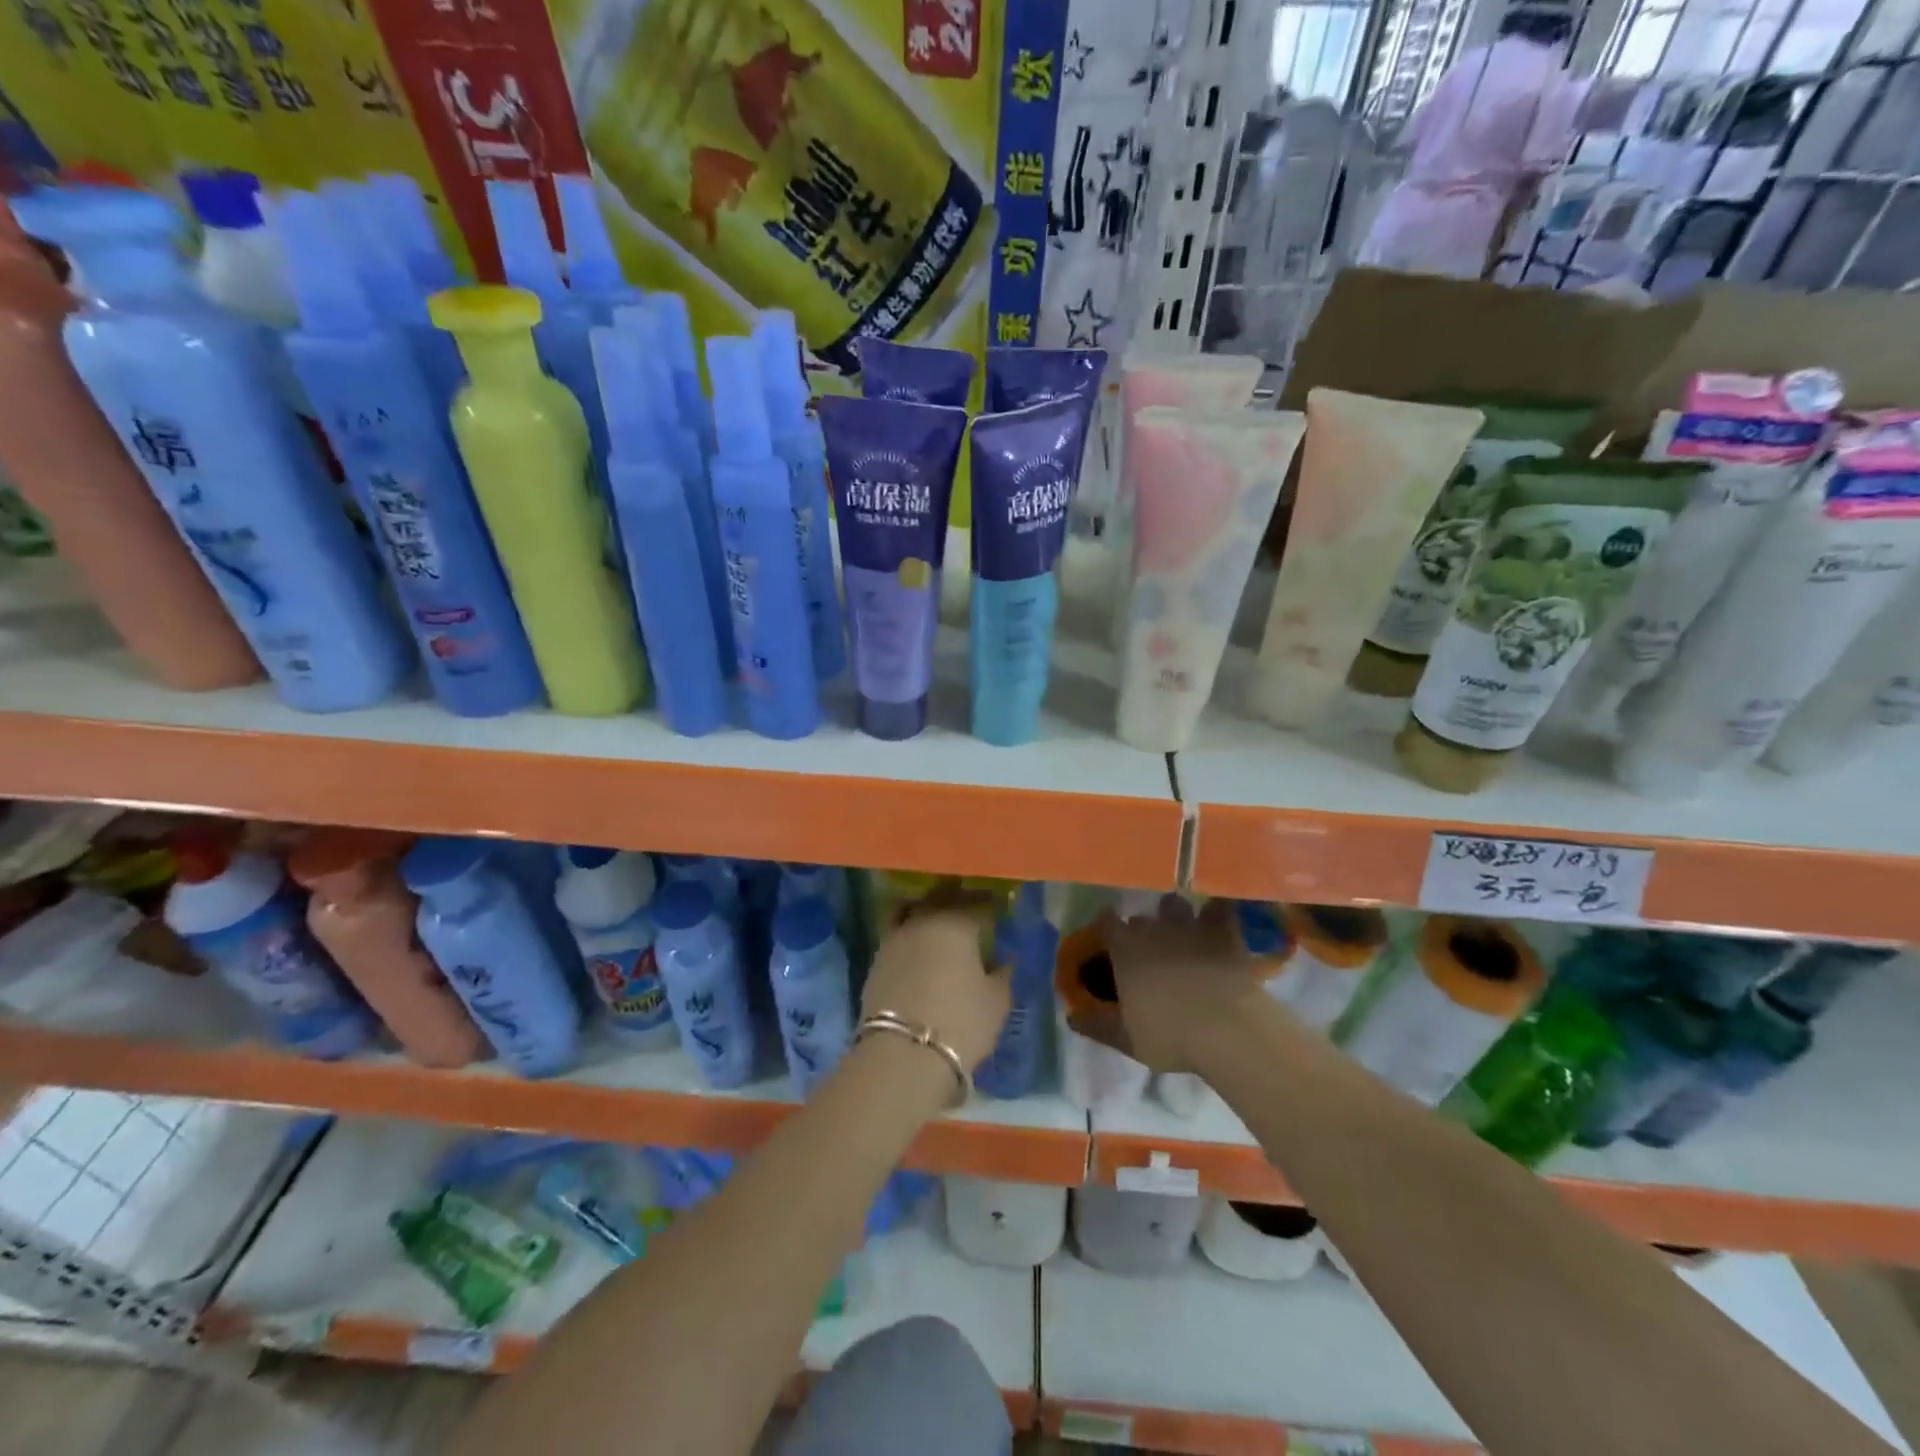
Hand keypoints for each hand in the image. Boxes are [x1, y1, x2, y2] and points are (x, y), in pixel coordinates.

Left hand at [861, 893, 1010, 1071]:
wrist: (902, 1055)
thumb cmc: (961, 1023)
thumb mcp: (997, 1002)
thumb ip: (1003, 975)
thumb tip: (1003, 961)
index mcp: (956, 922)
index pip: (976, 902)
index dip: (988, 903)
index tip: (996, 906)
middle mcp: (923, 920)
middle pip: (940, 897)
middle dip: (956, 898)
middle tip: (969, 907)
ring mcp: (895, 937)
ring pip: (912, 909)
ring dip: (926, 909)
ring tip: (938, 921)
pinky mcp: (876, 959)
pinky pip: (896, 932)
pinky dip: (908, 931)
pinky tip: (918, 945)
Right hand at [1073, 899, 1266, 1072]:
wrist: (1229, 1030)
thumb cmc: (1171, 1036)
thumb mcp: (1126, 1039)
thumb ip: (1096, 1025)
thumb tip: (1071, 1017)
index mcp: (1126, 949)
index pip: (1106, 922)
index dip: (1107, 927)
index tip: (1109, 938)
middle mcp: (1154, 928)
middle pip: (1141, 916)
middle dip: (1142, 928)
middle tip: (1148, 948)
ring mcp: (1190, 925)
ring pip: (1175, 905)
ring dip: (1175, 915)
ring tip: (1181, 930)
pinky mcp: (1224, 930)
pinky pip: (1218, 907)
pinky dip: (1217, 912)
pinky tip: (1218, 921)